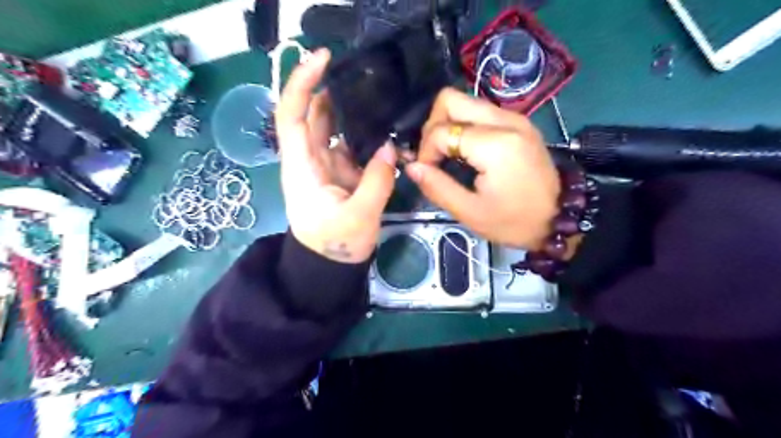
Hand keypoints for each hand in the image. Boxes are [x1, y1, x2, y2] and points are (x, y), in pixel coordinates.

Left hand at [273, 49, 397, 263]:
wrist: (329, 267)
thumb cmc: (335, 245)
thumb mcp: (359, 216)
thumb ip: (377, 181)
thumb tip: (391, 149)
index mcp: (302, 166)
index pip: (292, 114)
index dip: (302, 83)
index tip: (324, 58)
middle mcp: (310, 159)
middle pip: (312, 114)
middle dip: (329, 89)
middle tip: (362, 74)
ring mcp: (326, 165)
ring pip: (332, 128)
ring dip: (349, 110)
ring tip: (375, 95)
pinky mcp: (341, 173)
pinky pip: (350, 145)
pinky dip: (363, 134)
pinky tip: (382, 127)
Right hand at [403, 87, 560, 249]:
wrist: (560, 218)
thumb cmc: (514, 222)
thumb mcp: (470, 212)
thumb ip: (437, 187)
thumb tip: (411, 167)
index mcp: (495, 144)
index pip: (442, 131)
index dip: (425, 152)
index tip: (428, 174)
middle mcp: (505, 120)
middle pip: (451, 99)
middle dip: (433, 126)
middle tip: (435, 156)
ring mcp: (514, 117)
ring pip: (465, 102)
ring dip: (448, 125)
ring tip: (448, 155)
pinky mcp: (518, 122)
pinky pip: (480, 112)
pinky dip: (464, 127)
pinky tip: (465, 152)